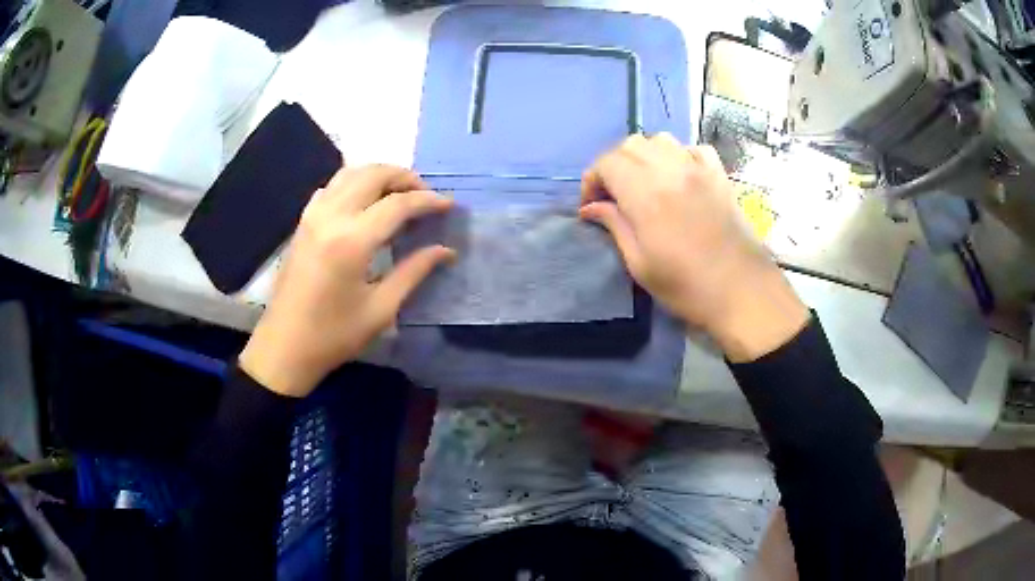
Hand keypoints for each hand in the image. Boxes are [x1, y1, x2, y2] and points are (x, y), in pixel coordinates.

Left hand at [240, 165, 454, 396]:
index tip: (449, 205)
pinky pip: (331, 187)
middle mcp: (331, 216)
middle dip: (404, 177)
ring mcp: (312, 216)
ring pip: (350, 173)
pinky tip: (364, 203)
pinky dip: (353, 184)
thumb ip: (414, 272)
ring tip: (399, 194)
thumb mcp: (381, 309)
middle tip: (425, 195)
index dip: (427, 201)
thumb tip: (445, 250)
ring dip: (378, 175)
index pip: (398, 204)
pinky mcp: (302, 222)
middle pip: (372, 174)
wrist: (284, 347)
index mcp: (352, 240)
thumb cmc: (333, 335)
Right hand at [580, 134, 807, 361]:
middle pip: (630, 145)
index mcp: (646, 194)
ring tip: (643, 183)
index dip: (592, 180)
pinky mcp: (720, 175)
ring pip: (660, 140)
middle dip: (613, 165)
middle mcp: (671, 170)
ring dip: (644, 156)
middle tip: (613, 195)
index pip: (607, 162)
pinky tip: (679, 176)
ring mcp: (699, 169)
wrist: (742, 292)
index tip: (591, 205)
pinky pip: (693, 148)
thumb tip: (590, 208)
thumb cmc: (687, 287)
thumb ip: (614, 225)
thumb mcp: (640, 264)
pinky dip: (678, 155)